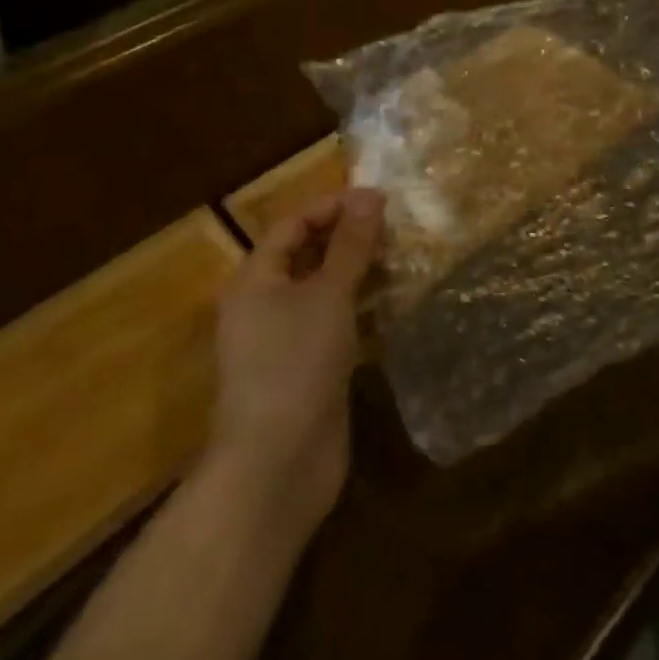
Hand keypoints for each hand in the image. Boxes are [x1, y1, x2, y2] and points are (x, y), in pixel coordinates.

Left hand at [208, 188, 383, 537]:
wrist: (277, 466)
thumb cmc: (296, 364)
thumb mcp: (328, 294)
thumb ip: (351, 244)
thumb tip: (370, 193)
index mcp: (256, 280)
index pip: (292, 223)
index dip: (332, 206)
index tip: (379, 200)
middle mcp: (264, 304)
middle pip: (307, 254)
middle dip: (348, 237)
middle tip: (396, 227)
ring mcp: (284, 340)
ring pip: (323, 289)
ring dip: (359, 272)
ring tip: (402, 256)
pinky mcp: (307, 369)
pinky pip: (333, 322)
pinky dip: (360, 307)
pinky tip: (393, 302)